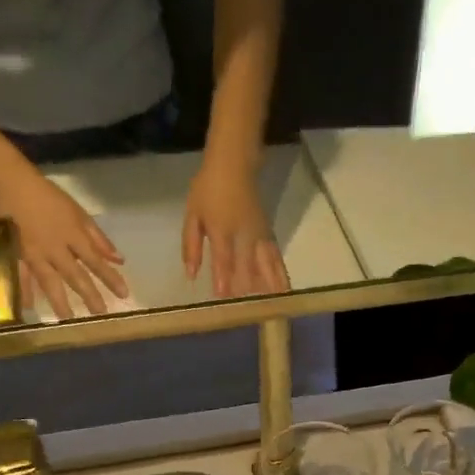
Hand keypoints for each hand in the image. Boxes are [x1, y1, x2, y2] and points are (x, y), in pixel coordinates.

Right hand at [0, 164, 129, 320]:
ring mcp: (34, 252)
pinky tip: (27, 306)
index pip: (96, 261)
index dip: (110, 278)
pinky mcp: (14, 252)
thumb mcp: (78, 213)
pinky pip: (19, 274)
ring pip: (49, 280)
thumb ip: (98, 239)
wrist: (8, 181)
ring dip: (59, 301)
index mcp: (73, 236)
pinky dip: (22, 289)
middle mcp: (56, 248)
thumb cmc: (47, 196)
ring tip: (67, 319)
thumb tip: (119, 260)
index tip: (124, 295)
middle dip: (89, 295)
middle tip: (100, 314)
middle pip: (75, 275)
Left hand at [184, 154, 290, 298]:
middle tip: (248, 311)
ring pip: (266, 263)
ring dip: (270, 286)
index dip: (223, 277)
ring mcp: (259, 235)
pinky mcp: (269, 235)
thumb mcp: (193, 214)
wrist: (234, 163)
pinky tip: (284, 290)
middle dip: (247, 289)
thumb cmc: (208, 189)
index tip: (223, 296)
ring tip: (275, 306)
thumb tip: (190, 274)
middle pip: (248, 266)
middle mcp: (243, 235)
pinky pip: (276, 258)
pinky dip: (281, 274)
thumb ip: (191, 246)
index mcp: (221, 229)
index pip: (223, 257)